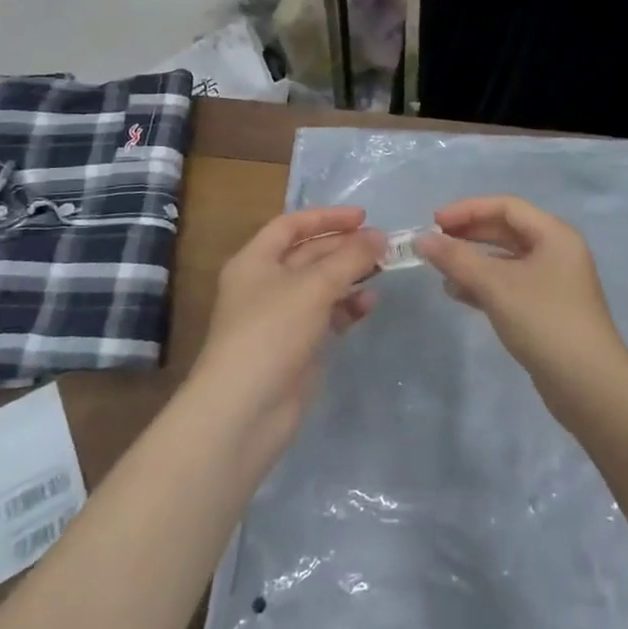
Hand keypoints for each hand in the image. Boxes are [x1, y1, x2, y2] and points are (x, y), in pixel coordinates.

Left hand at [189, 206, 384, 460]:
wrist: (244, 410)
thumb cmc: (271, 332)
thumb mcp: (313, 286)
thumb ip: (350, 258)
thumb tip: (380, 237)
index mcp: (255, 261)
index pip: (291, 225)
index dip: (326, 217)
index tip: (363, 217)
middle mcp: (265, 284)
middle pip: (308, 255)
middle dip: (344, 248)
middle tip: (383, 245)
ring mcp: (280, 318)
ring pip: (320, 286)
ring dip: (350, 277)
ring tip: (382, 272)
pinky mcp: (296, 347)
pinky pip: (325, 316)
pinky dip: (346, 307)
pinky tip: (368, 305)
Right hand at [414, 196, 627, 408]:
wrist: (589, 385)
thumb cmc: (544, 322)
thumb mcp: (496, 286)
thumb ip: (457, 259)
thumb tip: (422, 239)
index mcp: (554, 234)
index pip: (506, 206)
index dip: (468, 209)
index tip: (434, 222)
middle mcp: (556, 251)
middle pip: (506, 230)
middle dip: (469, 235)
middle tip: (434, 244)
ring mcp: (553, 282)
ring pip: (506, 260)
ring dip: (473, 262)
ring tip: (441, 273)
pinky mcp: (546, 309)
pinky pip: (510, 284)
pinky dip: (484, 285)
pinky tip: (459, 295)